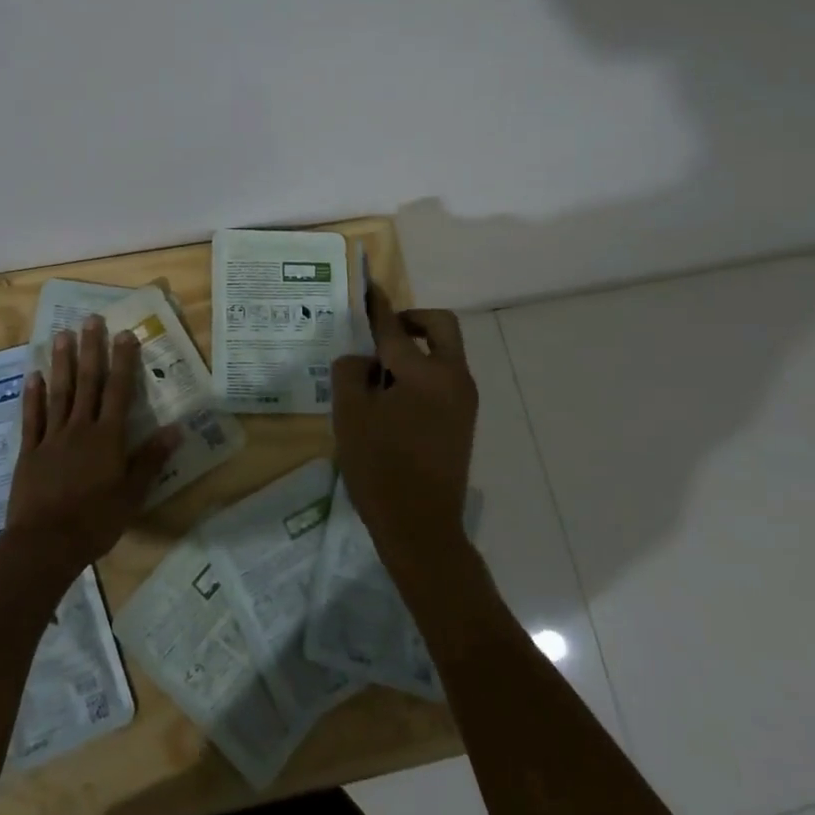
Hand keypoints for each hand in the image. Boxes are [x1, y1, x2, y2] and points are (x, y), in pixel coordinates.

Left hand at [4, 315, 177, 575]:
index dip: (123, 361)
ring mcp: (51, 438)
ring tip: (61, 335)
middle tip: (91, 319)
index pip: (118, 390)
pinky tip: (33, 376)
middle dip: (91, 349)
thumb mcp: (132, 495)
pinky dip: (32, 396)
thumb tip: (177, 428)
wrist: (44, 545)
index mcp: (107, 437)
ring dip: (61, 363)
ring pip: (58, 393)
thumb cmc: (95, 522)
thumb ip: (151, 459)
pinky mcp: (29, 452)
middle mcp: (79, 428)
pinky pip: (32, 419)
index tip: (125, 333)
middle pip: (87, 382)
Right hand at [330, 286, 478, 565]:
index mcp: (424, 373)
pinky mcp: (464, 419)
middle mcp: (453, 377)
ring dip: (418, 347)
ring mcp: (464, 399)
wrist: (421, 526)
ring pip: (445, 351)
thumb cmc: (380, 467)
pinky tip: (395, 396)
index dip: (378, 307)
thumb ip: (351, 372)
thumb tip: (363, 359)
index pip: (396, 328)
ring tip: (381, 371)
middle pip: (441, 326)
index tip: (369, 288)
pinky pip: (446, 376)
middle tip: (383, 332)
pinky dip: (424, 370)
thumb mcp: (350, 414)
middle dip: (413, 319)